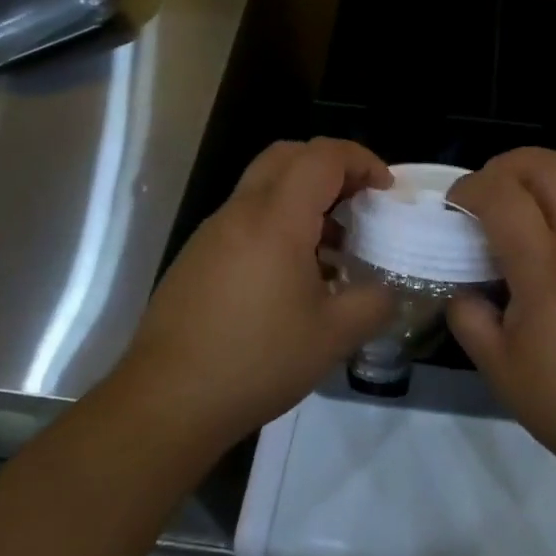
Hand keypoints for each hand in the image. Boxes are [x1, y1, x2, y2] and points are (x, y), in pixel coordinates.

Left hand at [116, 138, 395, 450]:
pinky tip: (294, 275)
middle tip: (359, 200)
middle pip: (288, 155)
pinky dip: (278, 222)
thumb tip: (388, 288)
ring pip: (264, 185)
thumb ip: (374, 302)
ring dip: (303, 196)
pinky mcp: (198, 256)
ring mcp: (213, 232)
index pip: (322, 156)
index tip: (385, 190)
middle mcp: (241, 211)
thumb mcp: (333, 337)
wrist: (167, 400)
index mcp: (276, 219)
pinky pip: (246, 217)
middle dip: (331, 166)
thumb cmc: (256, 360)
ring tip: (333, 245)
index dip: (361, 160)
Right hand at [447, 149, 555, 487]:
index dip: (469, 188)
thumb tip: (461, 286)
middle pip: (548, 165)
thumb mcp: (499, 370)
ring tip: (517, 230)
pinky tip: (552, 260)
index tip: (452, 208)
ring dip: (536, 190)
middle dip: (506, 165)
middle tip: (485, 195)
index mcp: (547, 273)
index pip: (503, 195)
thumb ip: (468, 316)